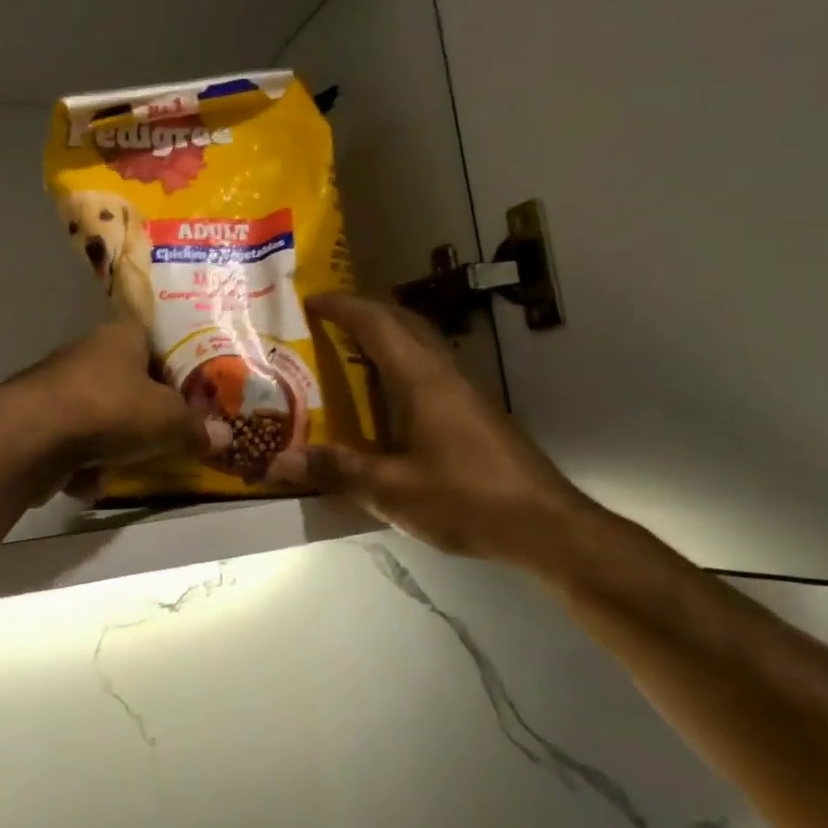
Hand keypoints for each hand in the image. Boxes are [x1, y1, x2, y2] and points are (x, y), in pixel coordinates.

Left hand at [10, 319, 229, 498]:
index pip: (156, 341)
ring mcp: (58, 387)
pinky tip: (86, 481)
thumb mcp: (169, 421)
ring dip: (113, 446)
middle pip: (128, 383)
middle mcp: (88, 353)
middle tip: (168, 436)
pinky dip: (82, 464)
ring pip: (100, 417)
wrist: (31, 437)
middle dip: (145, 415)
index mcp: (122, 336)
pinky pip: (72, 443)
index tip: (193, 396)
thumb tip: (227, 437)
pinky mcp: (36, 420)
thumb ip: (197, 429)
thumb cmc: (111, 410)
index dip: (177, 367)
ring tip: (124, 465)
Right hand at [268, 294, 593, 568]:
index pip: (378, 324)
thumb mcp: (393, 491)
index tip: (310, 300)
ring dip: (385, 337)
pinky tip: (387, 400)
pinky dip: (400, 365)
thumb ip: (338, 471)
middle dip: (363, 312)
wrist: (548, 526)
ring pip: (420, 345)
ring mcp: (466, 392)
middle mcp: (445, 374)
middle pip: (402, 323)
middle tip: (326, 321)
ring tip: (348, 353)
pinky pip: (429, 369)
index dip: (343, 307)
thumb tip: (280, 460)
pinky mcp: (477, 413)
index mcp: (422, 380)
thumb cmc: (468, 500)